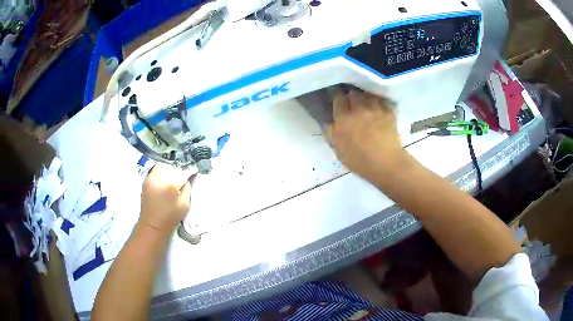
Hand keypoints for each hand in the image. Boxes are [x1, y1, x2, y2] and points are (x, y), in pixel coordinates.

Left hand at [139, 164, 193, 234]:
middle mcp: (159, 177)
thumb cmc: (170, 218)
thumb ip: (187, 188)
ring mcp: (151, 177)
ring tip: (173, 180)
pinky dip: (162, 172)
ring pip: (164, 167)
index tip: (194, 172)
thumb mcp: (185, 205)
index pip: (183, 172)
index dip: (190, 172)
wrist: (152, 225)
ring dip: (170, 171)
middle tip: (182, 181)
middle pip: (173, 168)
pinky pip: (157, 170)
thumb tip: (187, 178)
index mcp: (170, 184)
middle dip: (179, 173)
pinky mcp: (146, 179)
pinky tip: (165, 181)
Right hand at [326, 89, 405, 179]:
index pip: (338, 99)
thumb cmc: (359, 160)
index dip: (337, 96)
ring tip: (366, 101)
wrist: (385, 163)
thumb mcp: (338, 150)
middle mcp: (359, 109)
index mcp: (343, 118)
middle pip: (353, 94)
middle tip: (351, 99)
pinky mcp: (389, 113)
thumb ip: (331, 134)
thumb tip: (327, 122)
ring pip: (368, 95)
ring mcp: (375, 109)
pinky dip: (380, 102)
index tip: (337, 97)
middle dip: (351, 95)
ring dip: (365, 97)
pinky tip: (380, 106)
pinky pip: (383, 102)